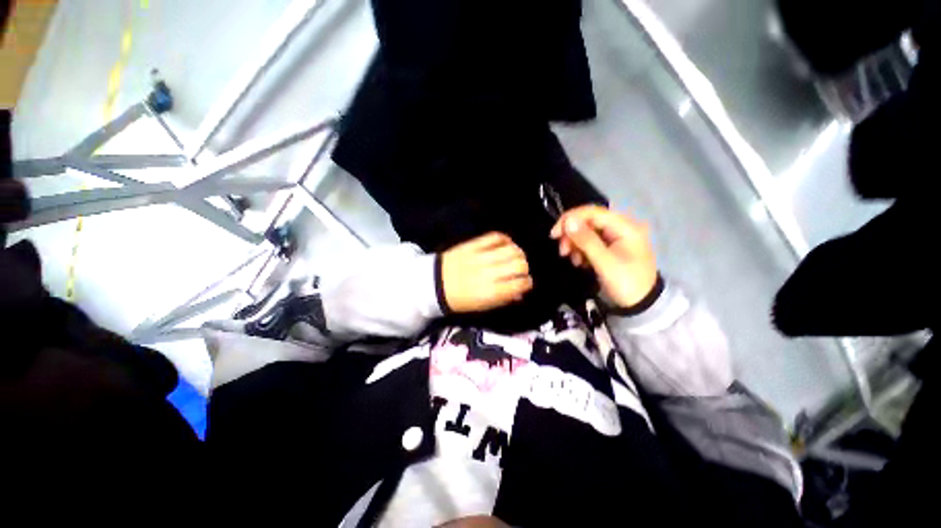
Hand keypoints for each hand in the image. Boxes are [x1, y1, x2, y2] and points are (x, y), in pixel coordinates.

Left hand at [441, 232, 532, 313]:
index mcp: (492, 292)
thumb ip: (503, 299)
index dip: (527, 283)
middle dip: (524, 268)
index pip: (520, 284)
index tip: (525, 283)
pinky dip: (504, 239)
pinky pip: (494, 237)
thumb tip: (520, 293)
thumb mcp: (482, 306)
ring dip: (517, 252)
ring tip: (515, 256)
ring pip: (510, 249)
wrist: (434, 284)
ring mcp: (481, 257)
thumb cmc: (459, 299)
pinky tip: (505, 244)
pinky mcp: (473, 245)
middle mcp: (489, 273)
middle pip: (519, 264)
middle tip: (520, 270)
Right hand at [551, 205, 657, 309]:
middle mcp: (621, 226)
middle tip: (563, 252)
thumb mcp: (605, 263)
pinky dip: (581, 250)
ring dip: (575, 244)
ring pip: (587, 231)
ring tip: (573, 260)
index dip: (570, 219)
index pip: (593, 212)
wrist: (641, 305)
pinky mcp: (610, 246)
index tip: (554, 234)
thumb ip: (586, 240)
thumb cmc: (626, 283)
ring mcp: (616, 236)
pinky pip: (590, 241)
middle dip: (572, 234)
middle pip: (589, 221)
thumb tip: (568, 221)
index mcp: (625, 226)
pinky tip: (580, 262)